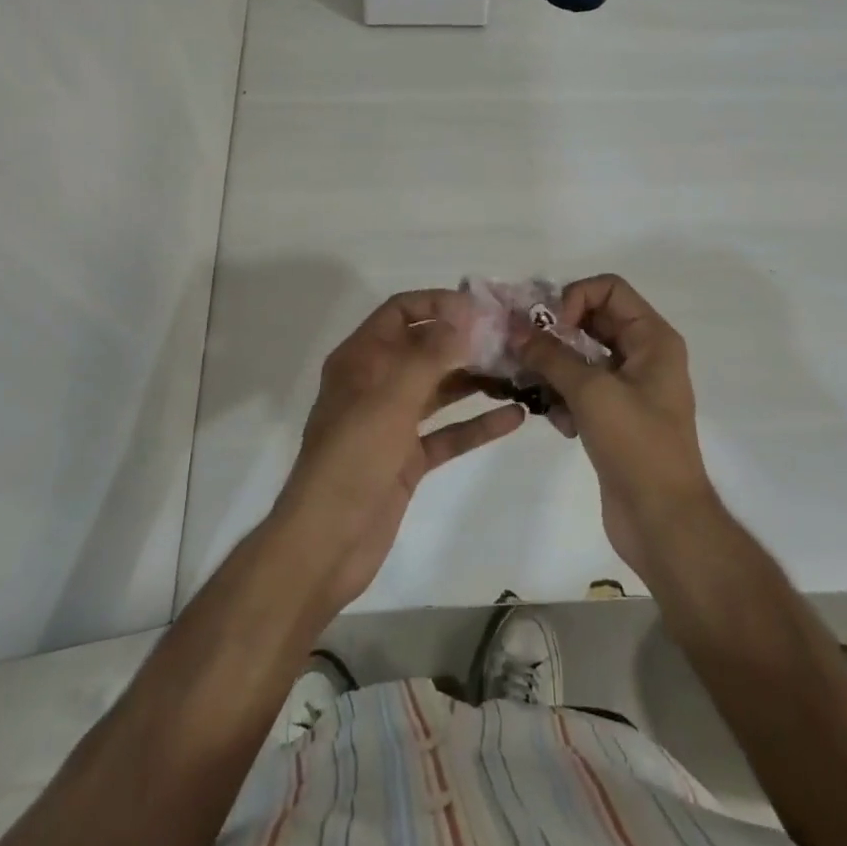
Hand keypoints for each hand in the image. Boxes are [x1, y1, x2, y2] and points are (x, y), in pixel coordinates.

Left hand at [275, 289, 524, 613]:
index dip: (438, 303)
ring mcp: (392, 422)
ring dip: (475, 380)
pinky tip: (514, 417)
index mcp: (361, 358)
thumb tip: (466, 314)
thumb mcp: (392, 397)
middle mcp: (376, 383)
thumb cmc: (353, 457)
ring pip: (440, 389)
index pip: (400, 312)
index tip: (482, 308)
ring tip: (520, 371)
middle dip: (465, 342)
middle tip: (512, 339)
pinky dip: (477, 425)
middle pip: (424, 349)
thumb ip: (431, 354)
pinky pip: (448, 432)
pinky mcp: (407, 459)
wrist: (327, 543)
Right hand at [509, 275, 714, 582]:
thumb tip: (516, 329)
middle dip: (556, 333)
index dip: (575, 297)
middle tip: (522, 348)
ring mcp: (629, 387)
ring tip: (532, 388)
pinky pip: (581, 389)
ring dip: (554, 368)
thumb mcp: (592, 392)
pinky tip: (558, 423)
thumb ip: (551, 355)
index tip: (552, 328)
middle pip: (592, 320)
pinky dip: (564, 398)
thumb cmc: (637, 445)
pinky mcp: (614, 417)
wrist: (664, 522)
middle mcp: (643, 355)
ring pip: (582, 357)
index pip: (609, 288)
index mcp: (652, 338)